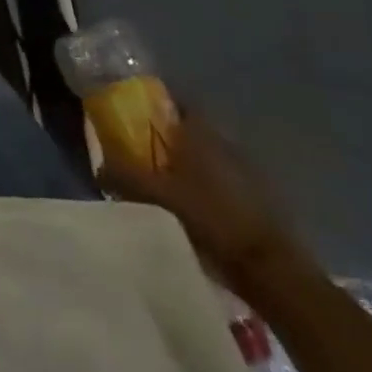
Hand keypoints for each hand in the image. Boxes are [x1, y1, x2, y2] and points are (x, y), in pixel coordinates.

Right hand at [97, 115, 293, 287]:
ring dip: (188, 166)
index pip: (175, 102)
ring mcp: (248, 170)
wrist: (272, 269)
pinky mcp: (261, 198)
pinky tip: (194, 211)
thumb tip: (99, 169)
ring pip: (207, 157)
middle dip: (168, 139)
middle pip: (189, 130)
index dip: (153, 106)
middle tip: (143, 156)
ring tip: (165, 188)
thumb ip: (124, 177)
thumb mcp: (156, 197)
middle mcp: (225, 142)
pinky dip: (208, 188)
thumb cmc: (210, 219)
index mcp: (200, 132)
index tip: (133, 119)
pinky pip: (224, 181)